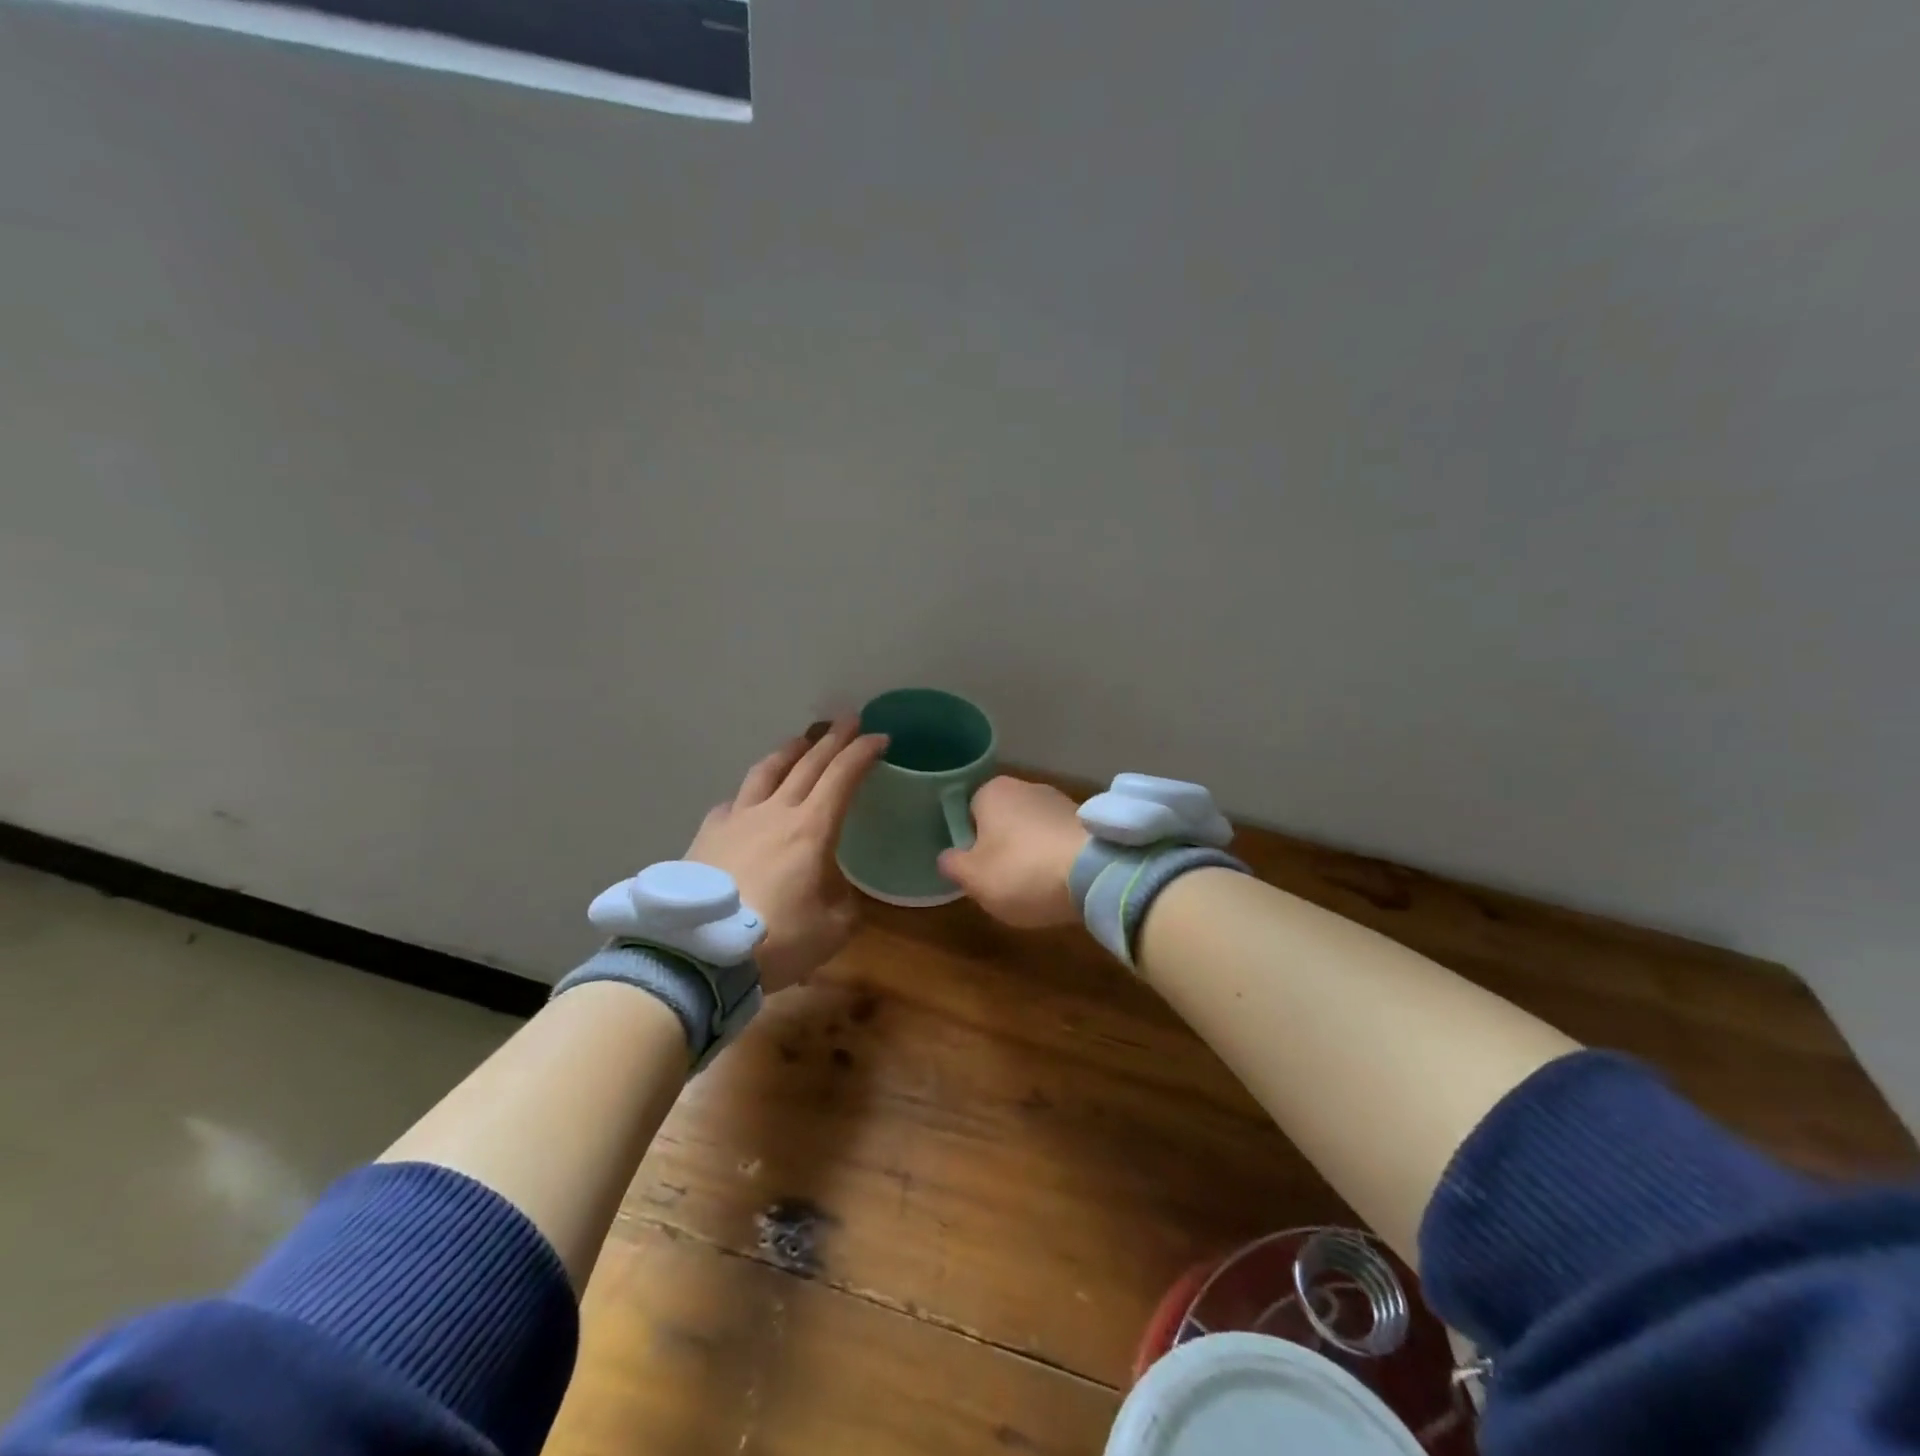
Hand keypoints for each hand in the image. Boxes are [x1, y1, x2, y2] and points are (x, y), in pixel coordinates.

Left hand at [686, 721, 888, 992]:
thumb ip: (844, 902)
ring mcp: (736, 820)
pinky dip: (750, 793)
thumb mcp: (832, 929)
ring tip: (801, 741)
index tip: (880, 737)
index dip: (863, 753)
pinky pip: (733, 802)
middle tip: (848, 719)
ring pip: (766, 772)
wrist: (698, 954)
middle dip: (833, 740)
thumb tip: (836, 888)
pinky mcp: (707, 836)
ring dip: (789, 751)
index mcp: (811, 829)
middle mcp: (774, 812)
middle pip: (808, 764)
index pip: (842, 777)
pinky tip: (747, 799)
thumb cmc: (776, 940)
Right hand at [936, 777, 1087, 928]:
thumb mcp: (974, 878)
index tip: (976, 869)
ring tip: (1036, 888)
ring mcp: (1061, 801)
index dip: (970, 841)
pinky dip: (1057, 858)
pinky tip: (1061, 883)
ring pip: (1033, 830)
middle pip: (1003, 819)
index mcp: (992, 791)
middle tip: (1002, 882)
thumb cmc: (1022, 871)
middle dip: (1002, 846)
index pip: (969, 811)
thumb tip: (947, 856)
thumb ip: (953, 865)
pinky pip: (1060, 840)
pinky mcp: (1089, 822)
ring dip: (1032, 853)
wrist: (1096, 873)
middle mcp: (1026, 786)